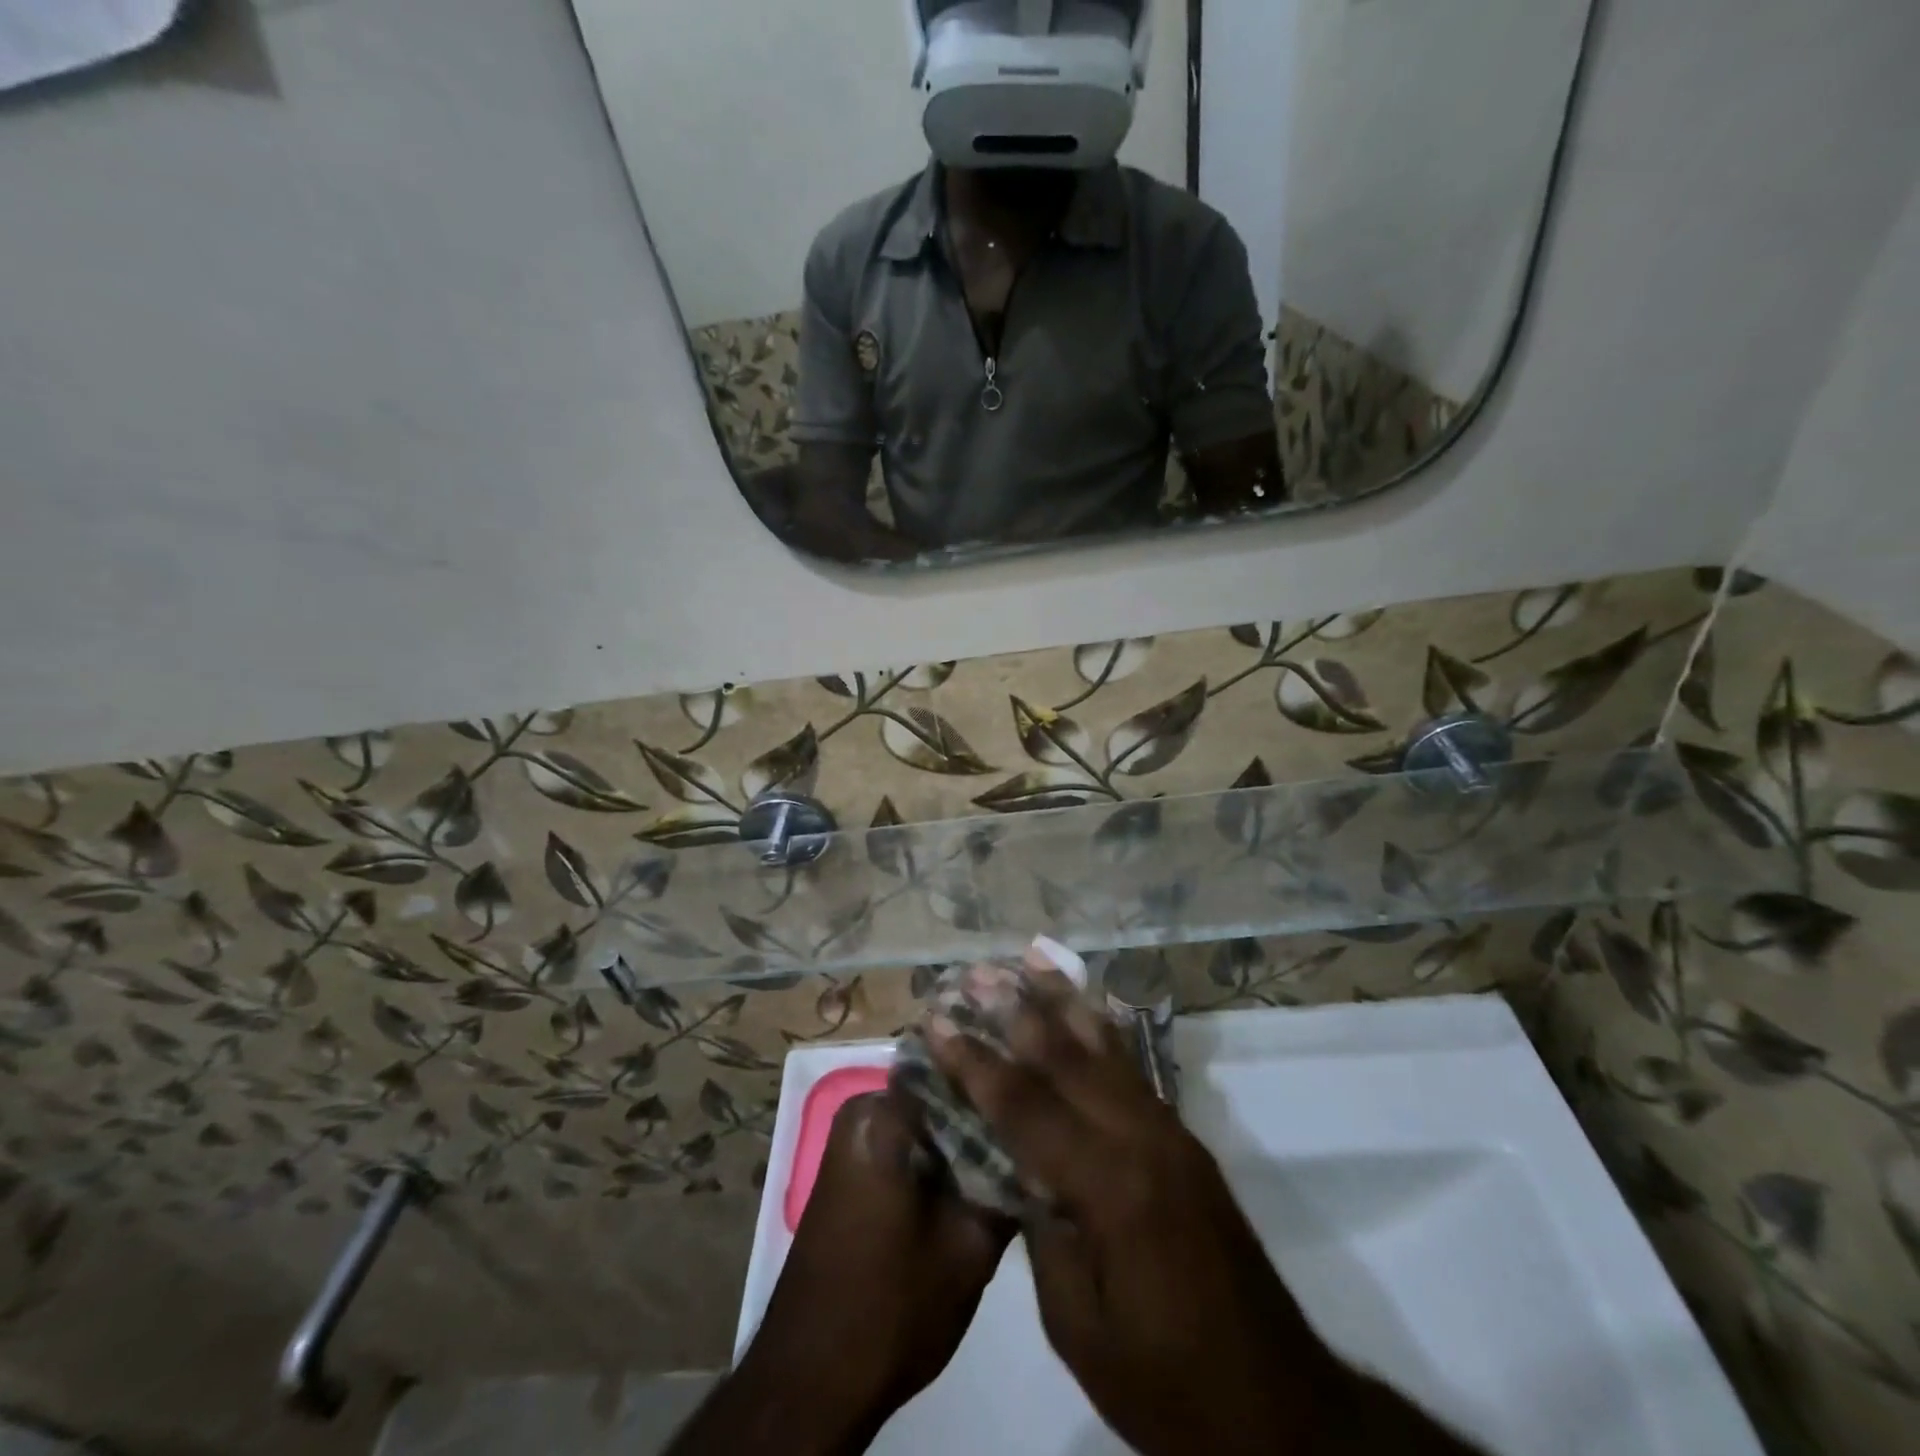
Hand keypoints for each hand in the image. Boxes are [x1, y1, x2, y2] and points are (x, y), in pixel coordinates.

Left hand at [741, 1090, 1010, 1441]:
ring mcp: (853, 1140)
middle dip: (986, 1115)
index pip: (959, 1070)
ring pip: (928, 1122)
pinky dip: (941, 1160)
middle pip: (942, 1094)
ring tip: (1015, 1158)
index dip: (1003, 1083)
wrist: (812, 1381)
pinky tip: (976, 1184)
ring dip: (966, 1141)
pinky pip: (909, 1144)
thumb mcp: (970, 1248)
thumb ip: (1007, 1182)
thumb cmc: (891, 1308)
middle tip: (1034, 1137)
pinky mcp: (853, 1171)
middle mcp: (862, 1111)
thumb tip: (1038, 1146)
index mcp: (884, 1112)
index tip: (1042, 1102)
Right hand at [930, 974, 1477, 1455]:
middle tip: (975, 973)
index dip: (974, 1062)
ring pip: (1105, 1048)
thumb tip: (1018, 1167)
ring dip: (1062, 1002)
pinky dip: (1102, 1029)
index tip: (936, 1021)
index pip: (1025, 1107)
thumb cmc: (1165, 1382)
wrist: (1277, 1405)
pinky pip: (1132, 1068)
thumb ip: (1042, 1231)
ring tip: (1029, 960)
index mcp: (1109, 1186)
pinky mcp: (1184, 1139)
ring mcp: (1169, 1132)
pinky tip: (1087, 1006)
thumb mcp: (1078, 1325)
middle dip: (1015, 1011)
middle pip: (1066, 1057)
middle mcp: (1141, 1138)